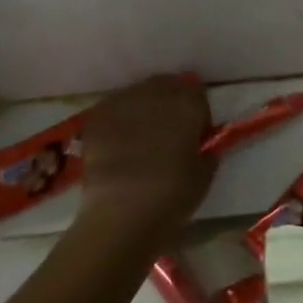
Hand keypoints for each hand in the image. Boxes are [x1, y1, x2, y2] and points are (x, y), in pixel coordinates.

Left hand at [75, 75, 213, 251]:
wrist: (120, 215)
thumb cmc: (171, 197)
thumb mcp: (204, 175)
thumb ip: (205, 151)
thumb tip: (200, 146)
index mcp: (187, 104)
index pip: (197, 95)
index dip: (197, 115)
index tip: (195, 136)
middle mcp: (155, 93)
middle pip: (167, 86)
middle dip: (170, 104)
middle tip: (168, 133)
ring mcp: (122, 102)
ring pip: (137, 94)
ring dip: (143, 108)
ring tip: (139, 138)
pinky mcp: (96, 117)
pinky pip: (112, 110)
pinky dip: (118, 121)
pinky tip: (116, 144)